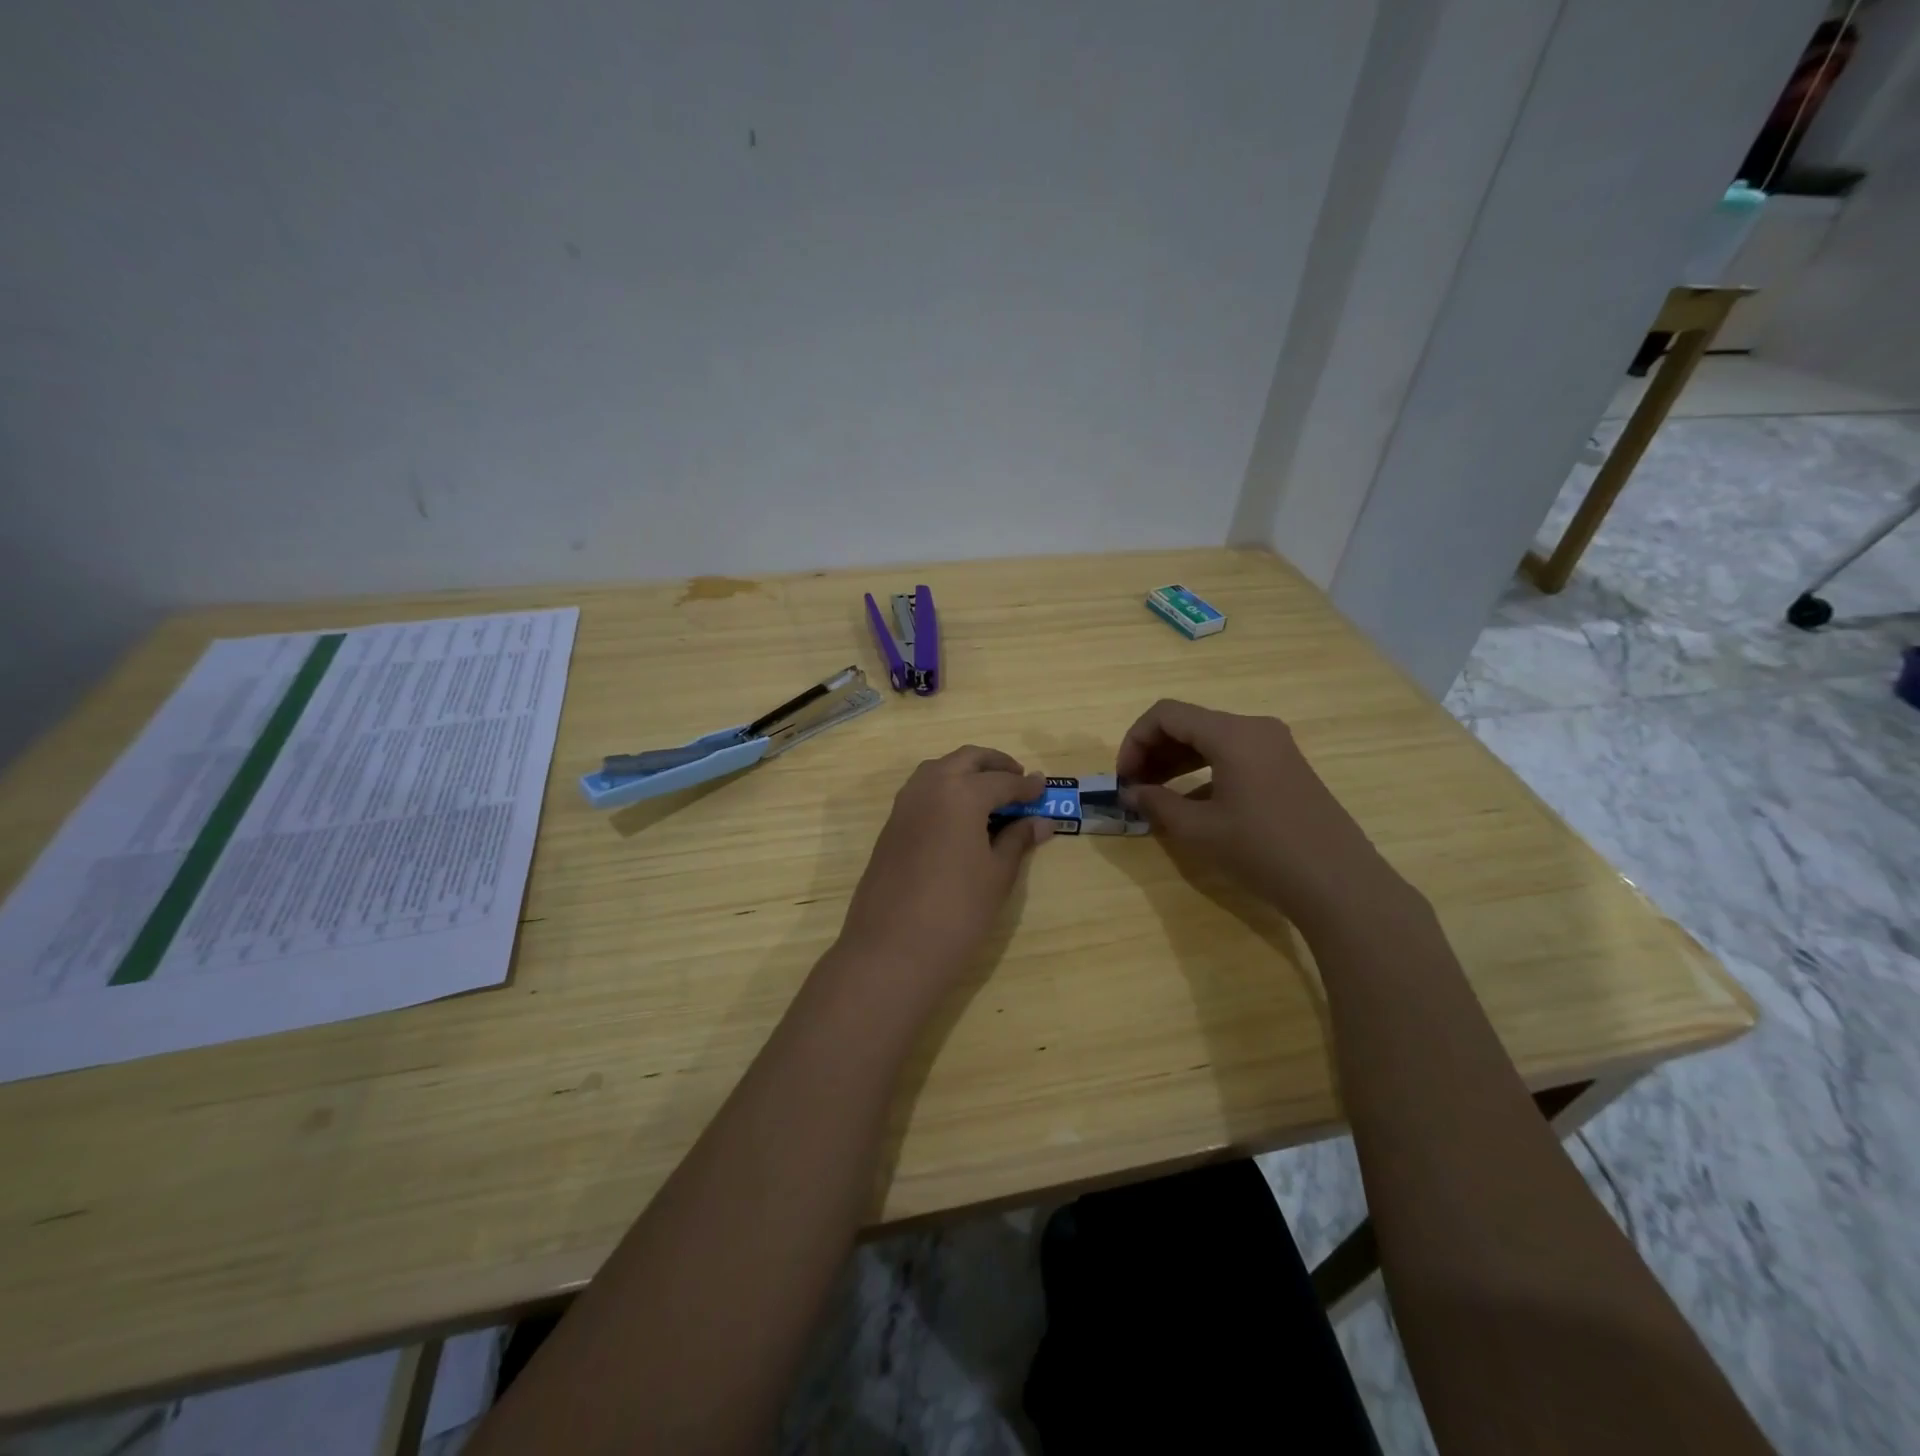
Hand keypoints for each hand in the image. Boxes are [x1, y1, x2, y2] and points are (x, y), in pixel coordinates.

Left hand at [836, 746, 1051, 995]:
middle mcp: (929, 786)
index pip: (1002, 781)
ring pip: (939, 770)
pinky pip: (922, 791)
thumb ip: (1017, 840)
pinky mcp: (890, 825)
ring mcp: (904, 804)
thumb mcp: (997, 875)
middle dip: (995, 764)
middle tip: (1018, 780)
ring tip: (990, 795)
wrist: (891, 949)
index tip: (1044, 789)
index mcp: (961, 793)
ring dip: (966, 772)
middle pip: (967, 759)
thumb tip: (1041, 821)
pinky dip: (945, 789)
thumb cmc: (956, 912)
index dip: (1026, 786)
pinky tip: (960, 816)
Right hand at [1117, 699, 1413, 936]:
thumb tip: (1131, 792)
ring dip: (1177, 762)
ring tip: (1156, 794)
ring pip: (1211, 740)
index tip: (1124, 778)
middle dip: (1154, 751)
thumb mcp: (1198, 830)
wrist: (1338, 883)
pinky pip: (1233, 756)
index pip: (1166, 715)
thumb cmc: (1261, 850)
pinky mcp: (1286, 769)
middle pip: (1189, 723)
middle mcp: (1255, 729)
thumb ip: (1157, 803)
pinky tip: (1192, 804)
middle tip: (1134, 787)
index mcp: (1232, 733)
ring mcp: (1275, 747)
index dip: (1135, 741)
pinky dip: (1204, 772)